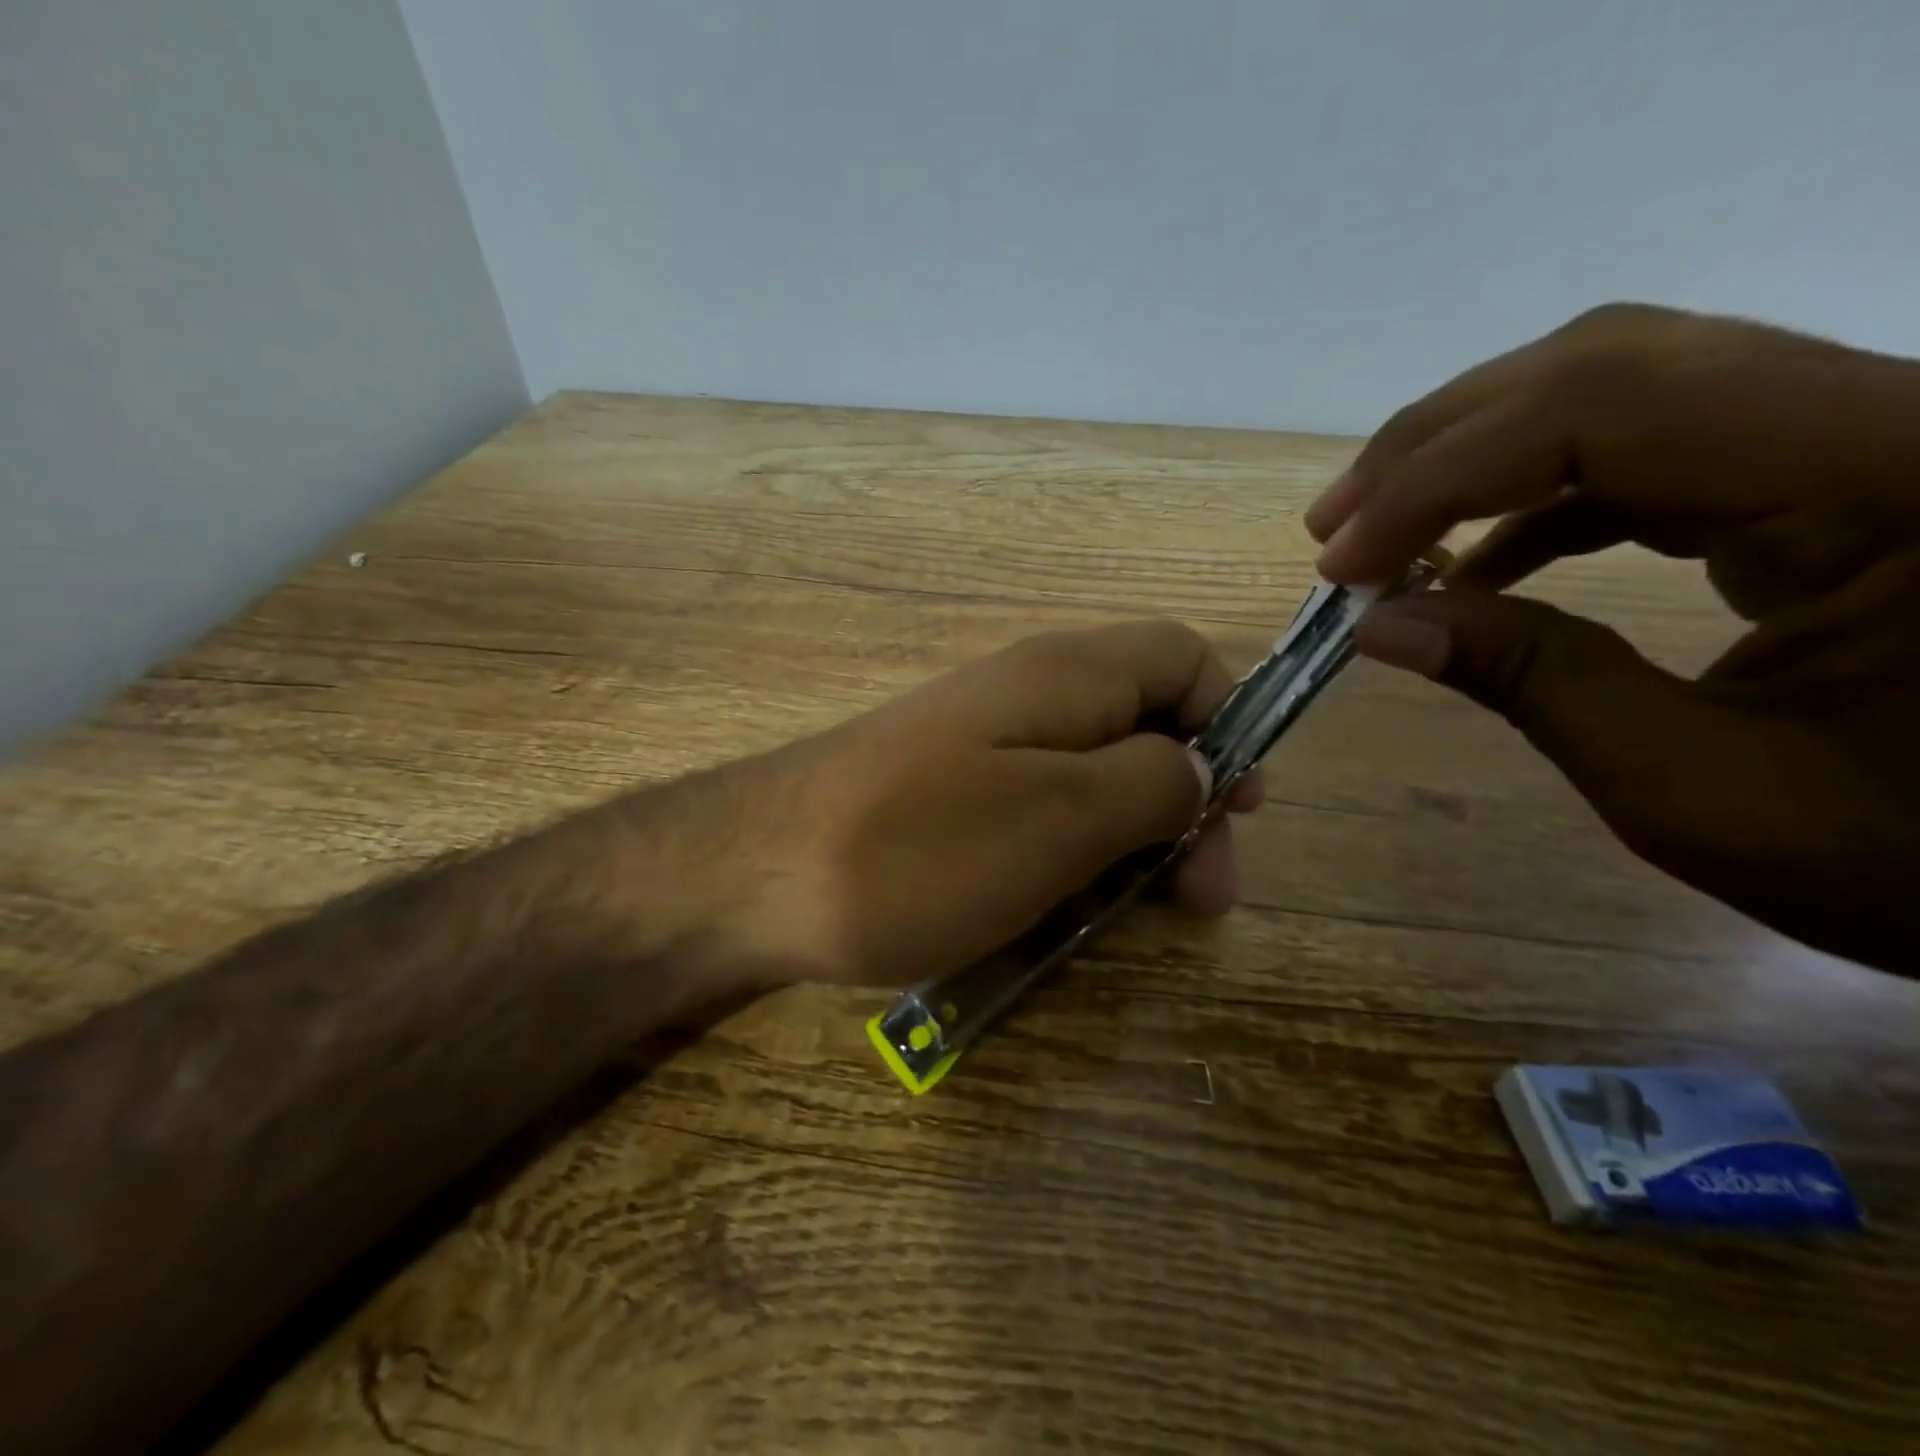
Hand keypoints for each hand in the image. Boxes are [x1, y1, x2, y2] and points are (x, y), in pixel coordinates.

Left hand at [686, 619, 1262, 989]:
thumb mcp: (1061, 817)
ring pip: (1089, 783)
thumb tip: (1203, 765)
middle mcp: (1027, 697)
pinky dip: (1062, 863)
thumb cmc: (918, 847)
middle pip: (1142, 728)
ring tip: (1131, 920)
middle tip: (1198, 898)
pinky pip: (1032, 819)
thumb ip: (1152, 782)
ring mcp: (980, 750)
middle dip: (1185, 806)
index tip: (1241, 807)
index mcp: (1066, 676)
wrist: (750, 876)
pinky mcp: (945, 800)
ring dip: (1126, 845)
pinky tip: (1056, 919)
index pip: (1182, 656)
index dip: (1229, 720)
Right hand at [1305, 303, 1919, 972]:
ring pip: (1623, 381)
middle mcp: (1887, 409)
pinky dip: (1537, 494)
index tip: (1345, 566)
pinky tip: (1478, 559)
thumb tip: (1379, 627)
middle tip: (1336, 528)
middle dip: (1440, 444)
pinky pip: (1653, 442)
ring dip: (1477, 455)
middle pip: (1607, 361)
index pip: (1609, 412)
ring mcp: (1860, 428)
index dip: (1444, 479)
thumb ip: (1534, 684)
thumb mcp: (1700, 790)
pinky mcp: (1830, 464)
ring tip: (1382, 532)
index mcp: (1892, 476)